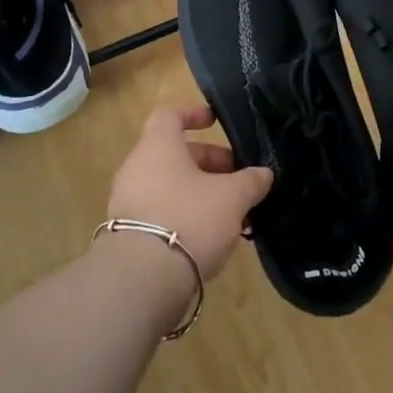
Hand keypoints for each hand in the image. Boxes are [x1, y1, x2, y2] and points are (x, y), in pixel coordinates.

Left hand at [107, 105, 273, 279]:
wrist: (142, 279)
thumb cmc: (189, 218)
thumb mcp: (231, 198)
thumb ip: (250, 182)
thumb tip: (263, 174)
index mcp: (158, 146)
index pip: (170, 115)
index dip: (193, 114)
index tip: (215, 121)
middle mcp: (137, 167)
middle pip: (176, 154)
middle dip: (210, 163)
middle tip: (240, 180)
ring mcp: (129, 202)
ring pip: (171, 185)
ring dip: (202, 193)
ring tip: (233, 212)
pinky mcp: (128, 234)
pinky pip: (162, 212)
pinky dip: (187, 215)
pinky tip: (212, 237)